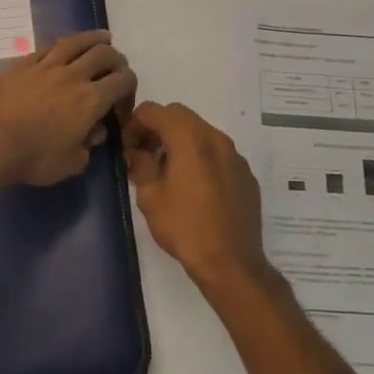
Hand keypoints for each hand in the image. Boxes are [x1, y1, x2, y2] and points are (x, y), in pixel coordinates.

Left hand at [0, 31, 137, 186]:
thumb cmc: (34, 158)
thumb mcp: (70, 164)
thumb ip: (88, 147)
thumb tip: (95, 132)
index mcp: (91, 100)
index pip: (124, 80)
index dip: (130, 88)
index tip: (121, 104)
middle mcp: (73, 76)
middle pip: (104, 54)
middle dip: (117, 59)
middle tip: (115, 70)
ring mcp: (46, 66)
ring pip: (76, 42)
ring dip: (94, 38)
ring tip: (102, 38)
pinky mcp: (22, 64)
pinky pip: (47, 48)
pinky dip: (61, 47)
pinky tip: (62, 48)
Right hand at [123, 102, 274, 294]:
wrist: (231, 262)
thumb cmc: (184, 227)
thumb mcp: (150, 196)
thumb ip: (140, 164)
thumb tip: (137, 151)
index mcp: (190, 139)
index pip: (155, 110)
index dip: (135, 123)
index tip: (128, 147)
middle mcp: (216, 138)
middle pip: (180, 115)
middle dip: (158, 128)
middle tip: (144, 154)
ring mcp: (235, 155)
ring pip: (201, 132)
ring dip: (180, 141)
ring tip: (168, 171)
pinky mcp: (245, 174)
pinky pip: (218, 153)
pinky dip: (201, 157)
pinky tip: (195, 187)